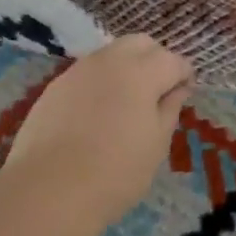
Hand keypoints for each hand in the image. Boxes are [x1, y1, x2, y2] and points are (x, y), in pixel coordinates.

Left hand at [2, 34, 193, 229]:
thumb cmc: (116, 172)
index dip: (184, 74)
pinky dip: (100, 83)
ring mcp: (77, 71)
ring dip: (126, 68)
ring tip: (128, 103)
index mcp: (141, 72)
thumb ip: (169, 109)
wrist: (48, 191)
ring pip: (110, 55)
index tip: (186, 93)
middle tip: (159, 92)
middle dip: (155, 60)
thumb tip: (177, 89)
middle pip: (140, 44)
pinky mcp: (54, 87)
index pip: (172, 60)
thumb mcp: (156, 144)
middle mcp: (109, 61)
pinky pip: (86, 74)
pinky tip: (98, 114)